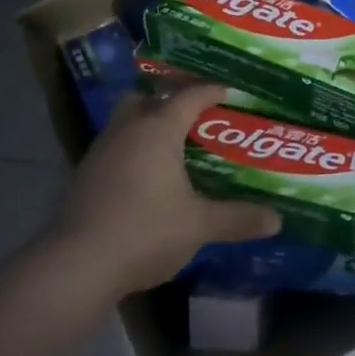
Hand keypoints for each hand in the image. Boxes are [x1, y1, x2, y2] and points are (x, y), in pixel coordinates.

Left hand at [46, 83, 282, 301]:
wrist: (77, 264)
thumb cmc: (145, 231)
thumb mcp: (199, 225)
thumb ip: (237, 218)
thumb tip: (277, 219)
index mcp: (157, 129)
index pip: (189, 96)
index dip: (211, 91)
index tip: (230, 91)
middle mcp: (126, 130)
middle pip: (147, 99)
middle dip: (169, 102)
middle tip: (195, 117)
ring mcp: (100, 152)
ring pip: (126, 123)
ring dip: (147, 127)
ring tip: (173, 148)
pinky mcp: (85, 176)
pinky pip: (115, 148)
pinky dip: (132, 152)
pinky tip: (146, 179)